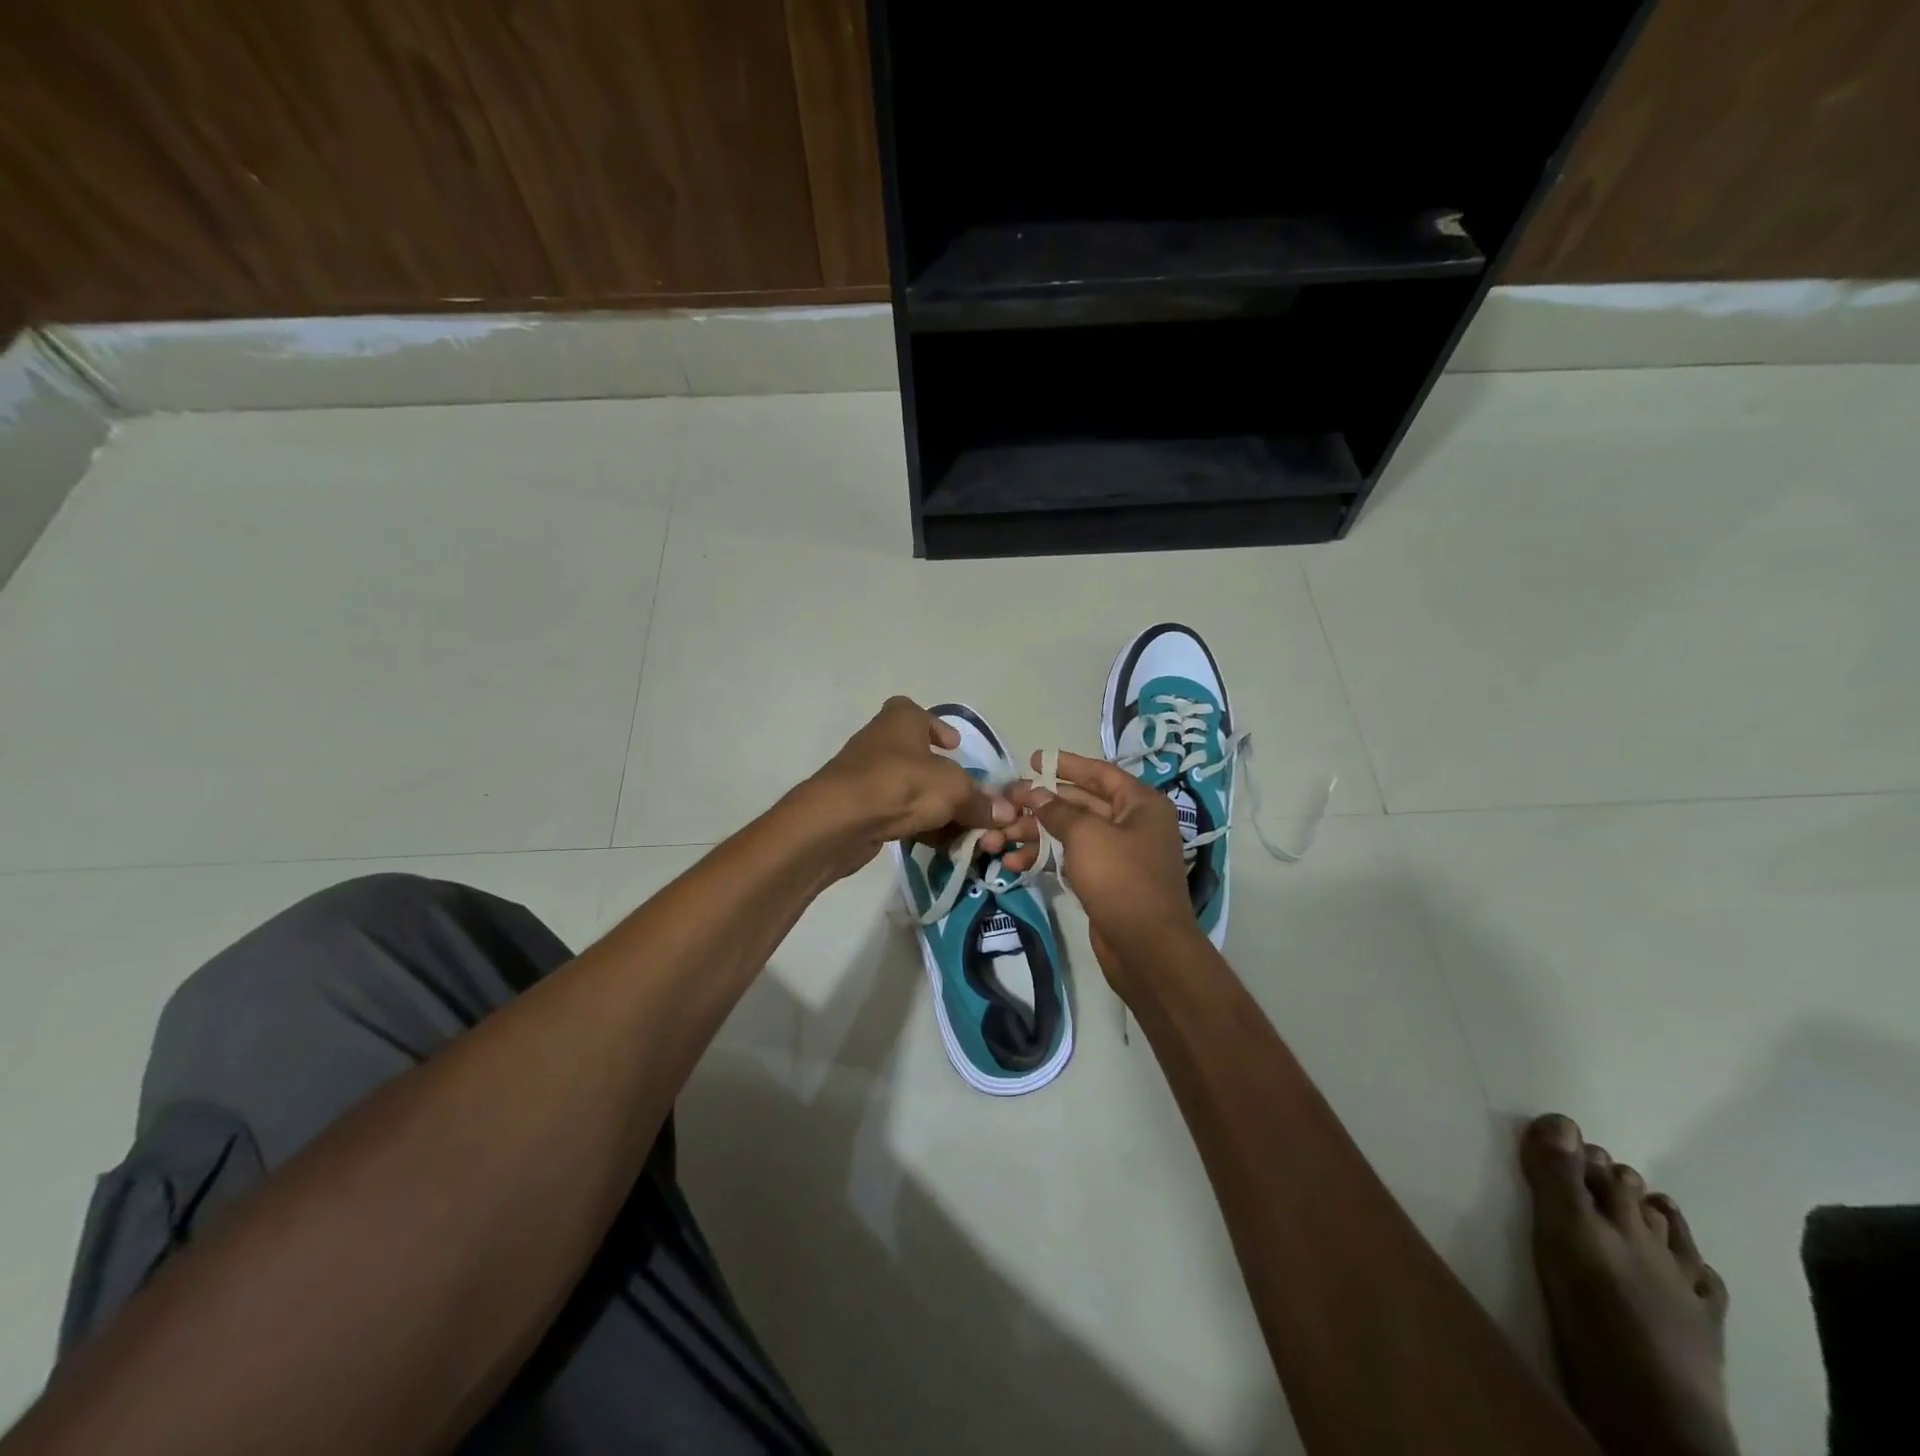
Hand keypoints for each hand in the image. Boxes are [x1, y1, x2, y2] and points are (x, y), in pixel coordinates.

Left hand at [803, 697, 1041, 877]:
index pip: (919, 713)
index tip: (956, 747)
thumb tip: (1007, 813)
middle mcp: (882, 740)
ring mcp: (866, 775)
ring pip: (909, 788)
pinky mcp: (859, 807)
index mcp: (902, 719)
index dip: (939, 728)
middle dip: (944, 779)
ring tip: (959, 827)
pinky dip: (915, 824)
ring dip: (933, 806)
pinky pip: (896, 812)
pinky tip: (935, 843)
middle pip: (919, 756)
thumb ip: (981, 801)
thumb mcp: (954, 790)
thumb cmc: (901, 784)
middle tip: (967, 797)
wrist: (840, 820)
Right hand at [1010, 751, 1202, 988]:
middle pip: (1080, 804)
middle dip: (1040, 804)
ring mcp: (1119, 855)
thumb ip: (1057, 810)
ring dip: (1035, 834)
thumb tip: (1034, 793)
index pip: (1099, 773)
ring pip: (1071, 834)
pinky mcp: (1105, 881)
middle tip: (1005, 802)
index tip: (1033, 760)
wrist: (1146, 947)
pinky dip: (1045, 858)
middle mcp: (1133, 824)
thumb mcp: (1086, 835)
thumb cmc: (1121, 878)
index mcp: (1140, 804)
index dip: (1066, 764)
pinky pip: (1071, 859)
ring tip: (998, 838)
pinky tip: (1014, 863)